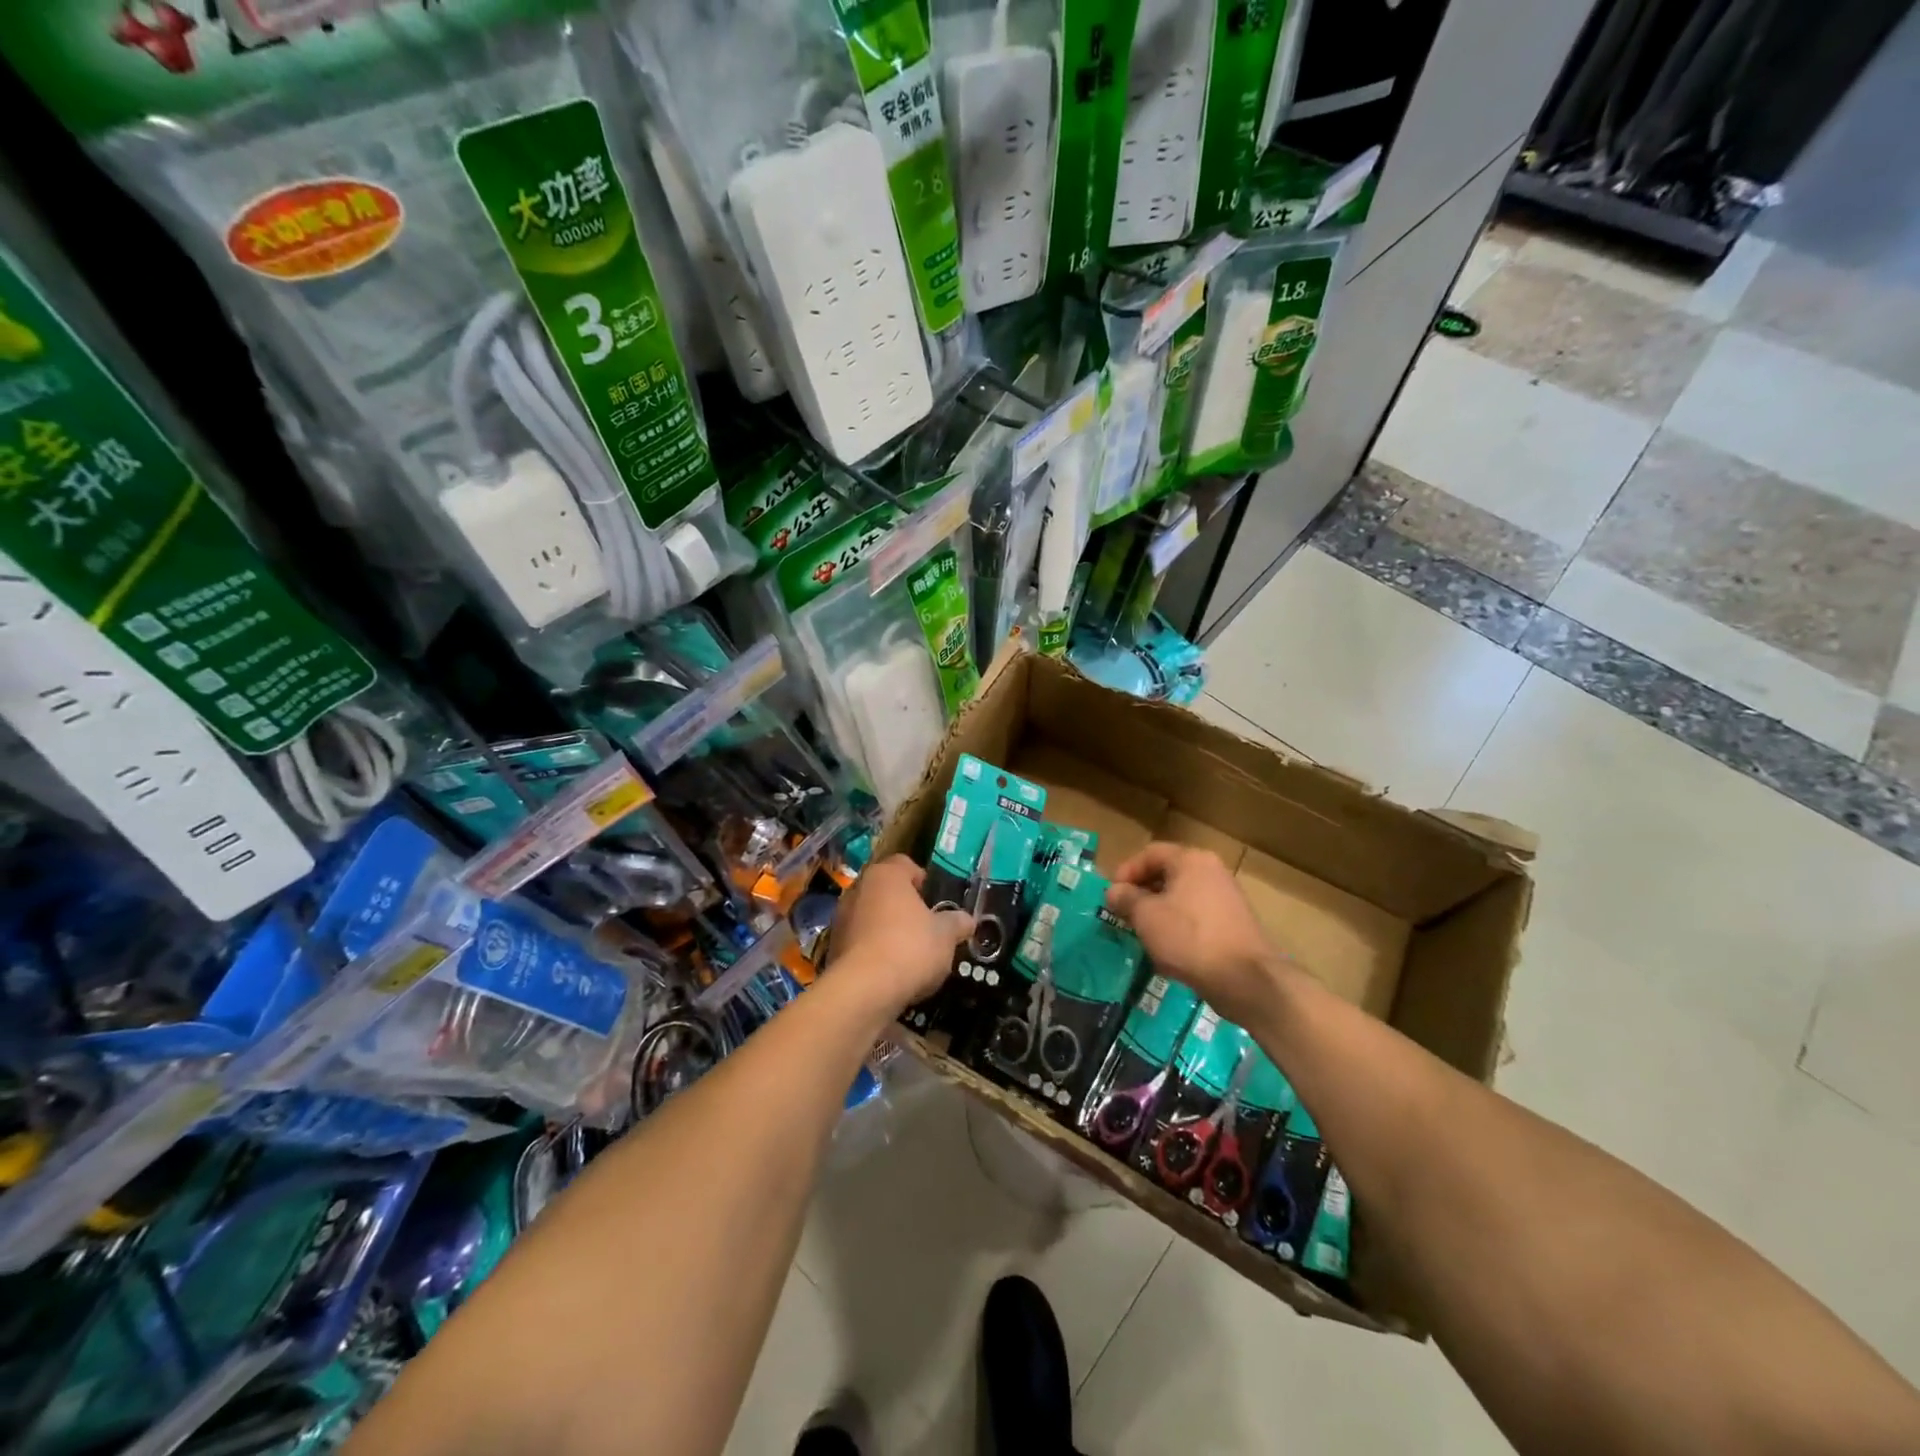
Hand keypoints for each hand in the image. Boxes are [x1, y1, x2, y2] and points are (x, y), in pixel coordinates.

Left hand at [827, 855, 972, 1016]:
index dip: (922, 879)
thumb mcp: (945, 935)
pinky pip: (859, 942)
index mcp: (886, 875)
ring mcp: (841, 918)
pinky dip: (873, 951)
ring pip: (870, 916)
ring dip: (887, 929)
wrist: (863, 991)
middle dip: (904, 907)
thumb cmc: (910, 948)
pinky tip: (890, 972)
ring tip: (909, 954)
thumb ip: (956, 923)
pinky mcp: (832, 947)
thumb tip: (967, 920)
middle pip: (885, 891)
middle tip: (926, 927)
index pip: (904, 864)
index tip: (935, 901)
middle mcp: (858, 889)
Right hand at [1106, 844, 1283, 1027]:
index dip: (1126, 872)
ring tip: (1143, 933)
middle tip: (1123, 914)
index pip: (1150, 853)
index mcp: (1191, 860)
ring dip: (1158, 911)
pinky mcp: (1233, 923)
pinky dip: (1178, 925)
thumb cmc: (1189, 938)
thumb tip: (1113, 891)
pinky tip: (1169, 948)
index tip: (1111, 896)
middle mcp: (1212, 871)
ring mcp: (1226, 897)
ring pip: (1181, 896)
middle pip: (1167, 872)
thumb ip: (1126, 899)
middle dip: (1141, 892)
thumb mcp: (1146, 916)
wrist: (1246, 979)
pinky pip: (1196, 915)